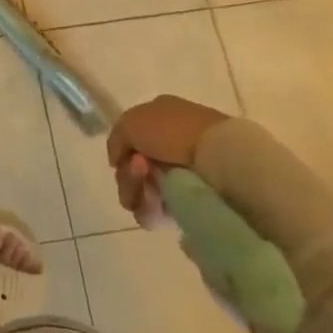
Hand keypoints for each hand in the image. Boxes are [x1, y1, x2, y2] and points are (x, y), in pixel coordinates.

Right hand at [108, 96, 230, 228]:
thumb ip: (116, 139)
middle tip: (140, 169)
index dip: (122, 152)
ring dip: (136, 188)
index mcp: (160, 119)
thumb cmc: (173, 131)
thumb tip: (118, 161)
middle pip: (131, 170)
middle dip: (128, 174)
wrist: (216, 157)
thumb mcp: (131, 121)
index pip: (129, 142)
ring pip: (140, 192)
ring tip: (151, 184)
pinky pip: (155, 212)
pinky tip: (158, 200)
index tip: (125, 156)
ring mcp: (180, 177)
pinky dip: (149, 208)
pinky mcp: (188, 204)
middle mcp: (169, 147)